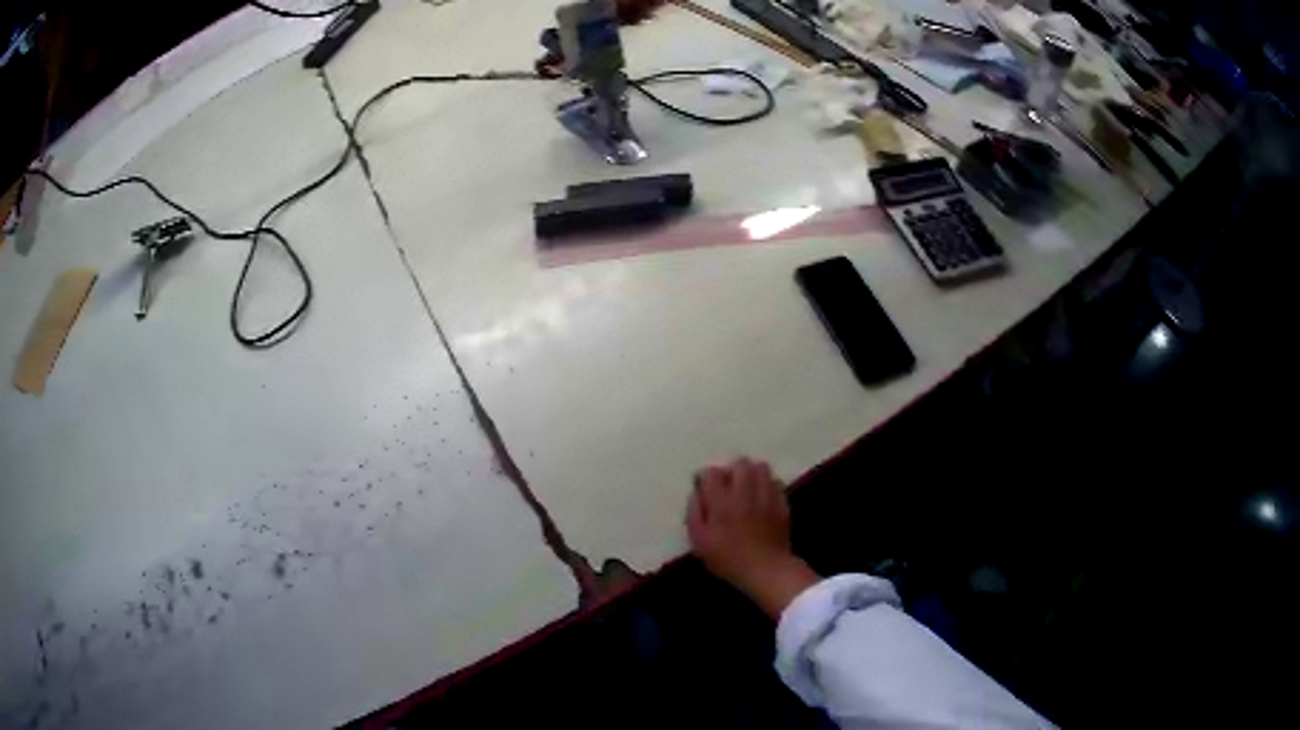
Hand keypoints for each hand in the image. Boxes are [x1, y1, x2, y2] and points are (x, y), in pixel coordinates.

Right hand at [687, 458, 819, 618]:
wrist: (766, 569)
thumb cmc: (728, 559)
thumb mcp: (699, 542)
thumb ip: (695, 513)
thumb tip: (696, 493)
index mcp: (721, 501)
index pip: (712, 472)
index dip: (706, 477)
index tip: (705, 488)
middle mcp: (744, 492)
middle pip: (739, 463)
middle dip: (731, 470)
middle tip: (727, 485)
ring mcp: (766, 495)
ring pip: (760, 467)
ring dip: (751, 473)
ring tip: (746, 486)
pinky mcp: (782, 502)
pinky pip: (775, 481)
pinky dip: (767, 484)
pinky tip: (762, 496)